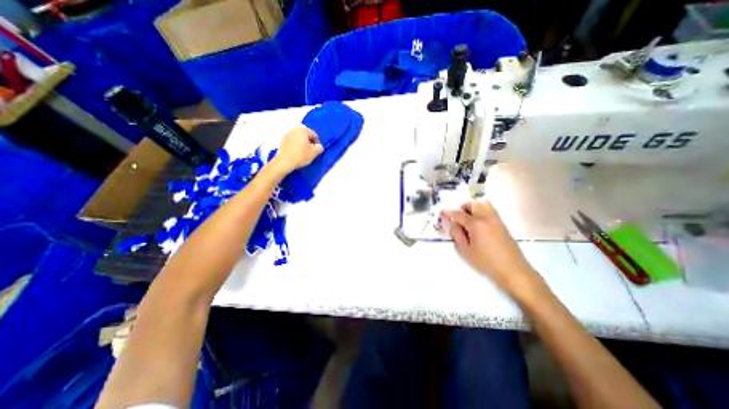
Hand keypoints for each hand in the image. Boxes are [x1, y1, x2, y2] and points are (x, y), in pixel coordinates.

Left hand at [271, 127, 320, 173]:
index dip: (317, 142)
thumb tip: (319, 146)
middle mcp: (295, 129)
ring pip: (299, 137)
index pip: (314, 134)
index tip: (317, 150)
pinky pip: (293, 140)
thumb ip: (320, 147)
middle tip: (311, 150)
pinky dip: (296, 144)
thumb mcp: (314, 153)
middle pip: (306, 134)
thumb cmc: (300, 156)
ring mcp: (288, 133)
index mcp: (303, 130)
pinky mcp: (282, 139)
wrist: (284, 162)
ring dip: (302, 142)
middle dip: (309, 141)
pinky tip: (297, 152)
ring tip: (304, 151)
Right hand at [437, 201, 540, 295]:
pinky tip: (478, 224)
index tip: (443, 211)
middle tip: (457, 217)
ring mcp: (496, 220)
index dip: (449, 212)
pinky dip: (481, 211)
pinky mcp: (503, 225)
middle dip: (463, 207)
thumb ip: (457, 235)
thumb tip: (453, 224)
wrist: (513, 271)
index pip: (459, 214)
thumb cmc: (486, 262)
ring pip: (484, 204)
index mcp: (476, 224)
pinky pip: (490, 211)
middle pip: (473, 204)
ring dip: (473, 207)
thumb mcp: (466, 251)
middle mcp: (487, 218)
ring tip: (468, 219)